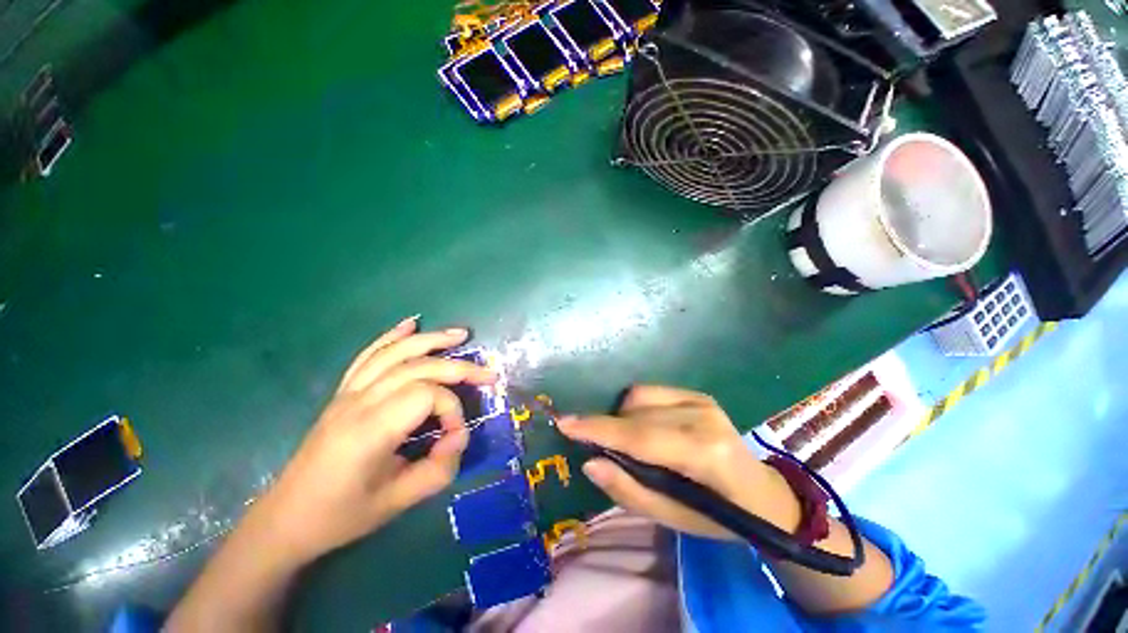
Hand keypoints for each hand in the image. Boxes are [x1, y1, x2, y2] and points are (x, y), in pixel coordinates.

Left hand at [249, 317, 496, 564]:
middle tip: (489, 374)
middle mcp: (359, 401)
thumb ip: (439, 468)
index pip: (427, 395)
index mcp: (370, 429)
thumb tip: (460, 435)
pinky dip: (392, 336)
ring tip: (461, 334)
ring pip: (395, 353)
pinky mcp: (344, 392)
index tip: (455, 436)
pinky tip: (411, 324)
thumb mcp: (398, 502)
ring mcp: (348, 393)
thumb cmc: (342, 515)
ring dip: (431, 340)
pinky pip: (369, 356)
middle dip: (458, 368)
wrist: (287, 519)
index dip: (452, 410)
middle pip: (417, 366)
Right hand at [557, 385, 799, 539]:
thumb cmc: (719, 517)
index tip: (564, 423)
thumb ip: (629, 490)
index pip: (639, 436)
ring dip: (623, 419)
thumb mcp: (673, 519)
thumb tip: (590, 462)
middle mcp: (703, 416)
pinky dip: (636, 408)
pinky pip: (649, 392)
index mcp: (705, 453)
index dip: (598, 429)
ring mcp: (701, 399)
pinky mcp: (697, 393)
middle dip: (608, 429)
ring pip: (638, 398)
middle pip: (635, 414)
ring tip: (632, 446)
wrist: (762, 494)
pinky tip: (646, 429)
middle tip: (601, 452)